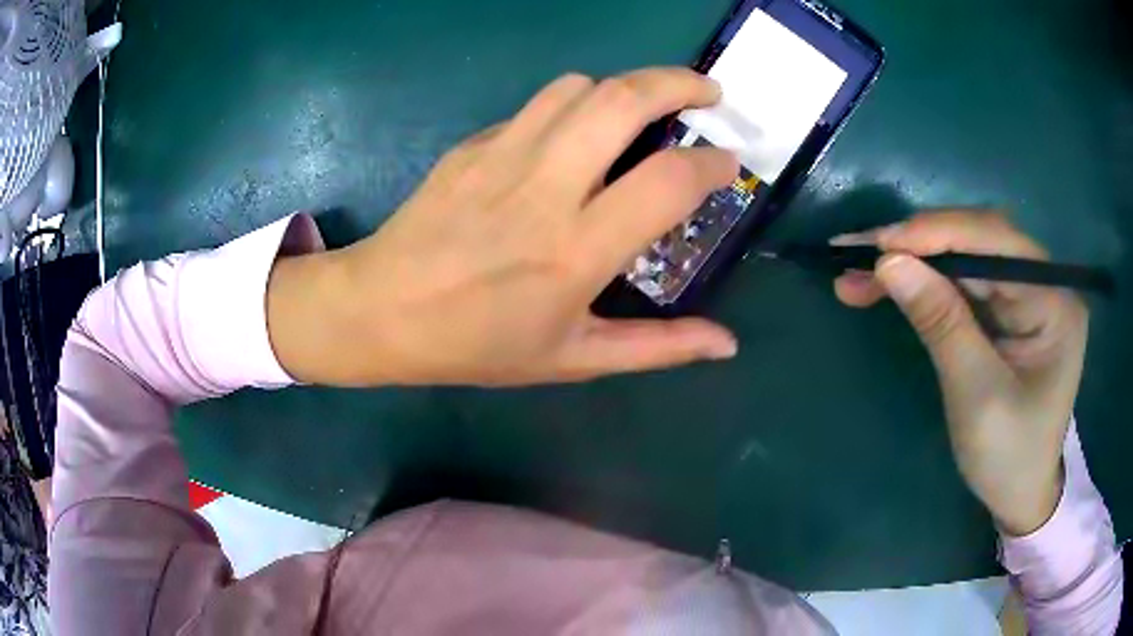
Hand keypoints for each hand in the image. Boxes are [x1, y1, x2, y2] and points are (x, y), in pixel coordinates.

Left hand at [268, 68, 739, 386]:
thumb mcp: (574, 359)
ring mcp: (503, 155)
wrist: (380, 311)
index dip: (712, 164)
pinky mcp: (474, 143)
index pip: (668, 180)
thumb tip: (727, 344)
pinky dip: (575, 105)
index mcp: (577, 250)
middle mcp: (545, 187)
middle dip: (680, 82)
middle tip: (709, 92)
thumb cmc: (476, 344)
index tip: (727, 164)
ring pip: (580, 86)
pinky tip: (577, 133)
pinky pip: (538, 104)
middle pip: (624, 99)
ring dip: (625, 86)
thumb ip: (658, 348)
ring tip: (645, 108)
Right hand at [832, 211, 1085, 535]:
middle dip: (917, 245)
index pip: (996, 241)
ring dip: (913, 261)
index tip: (880, 244)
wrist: (1020, 494)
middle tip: (856, 253)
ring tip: (858, 272)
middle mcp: (1043, 283)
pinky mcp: (1006, 309)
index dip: (938, 234)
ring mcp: (1024, 293)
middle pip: (977, 241)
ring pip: (964, 258)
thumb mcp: (976, 395)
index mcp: (1053, 301)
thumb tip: (889, 263)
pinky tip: (889, 284)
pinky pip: (962, 282)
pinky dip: (924, 282)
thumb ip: (941, 323)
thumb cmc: (1008, 457)